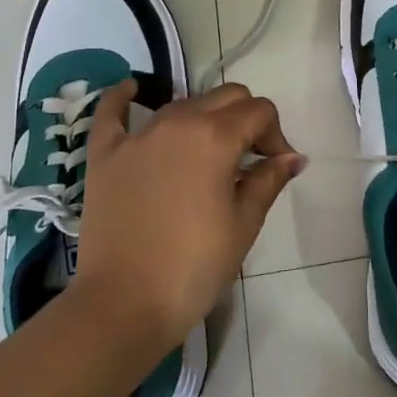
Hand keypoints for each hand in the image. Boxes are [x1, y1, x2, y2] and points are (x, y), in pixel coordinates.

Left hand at [70, 80, 303, 350]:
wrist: (124, 306)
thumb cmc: (194, 267)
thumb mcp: (243, 224)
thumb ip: (268, 180)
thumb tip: (292, 157)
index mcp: (215, 137)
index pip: (259, 111)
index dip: (275, 134)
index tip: (276, 166)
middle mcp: (177, 122)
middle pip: (224, 97)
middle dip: (246, 119)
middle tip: (249, 159)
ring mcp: (137, 136)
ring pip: (182, 104)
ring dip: (204, 118)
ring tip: (209, 154)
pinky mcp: (105, 154)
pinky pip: (112, 112)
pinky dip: (124, 98)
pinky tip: (133, 90)